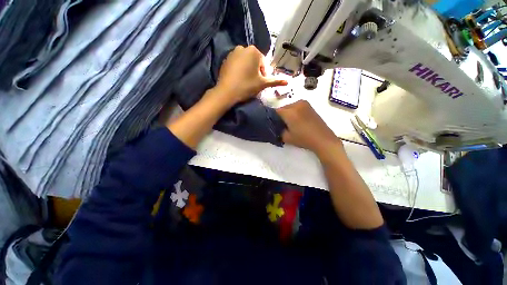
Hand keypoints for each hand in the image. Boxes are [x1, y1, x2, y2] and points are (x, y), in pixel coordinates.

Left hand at [215, 45, 286, 104]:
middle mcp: (242, 48)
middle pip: (254, 60)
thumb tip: (287, 82)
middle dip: (256, 69)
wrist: (225, 92)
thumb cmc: (246, 85)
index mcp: (253, 50)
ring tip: (247, 80)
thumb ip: (275, 81)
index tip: (261, 81)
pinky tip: (238, 78)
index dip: (264, 72)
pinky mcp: (225, 60)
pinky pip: (236, 63)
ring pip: (245, 60)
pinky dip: (239, 68)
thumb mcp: (263, 83)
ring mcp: (232, 53)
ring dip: (248, 68)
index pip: (263, 62)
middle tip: (255, 81)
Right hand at [277, 101, 341, 154]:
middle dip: (281, 116)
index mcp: (289, 112)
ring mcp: (303, 103)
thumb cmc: (305, 139)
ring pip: (290, 107)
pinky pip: (297, 107)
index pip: (275, 111)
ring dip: (288, 113)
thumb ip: (278, 131)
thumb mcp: (287, 138)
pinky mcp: (309, 106)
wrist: (323, 139)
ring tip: (291, 124)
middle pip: (283, 108)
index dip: (272, 118)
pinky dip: (295, 112)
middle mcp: (296, 104)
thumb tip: (275, 127)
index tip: (272, 124)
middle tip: (282, 126)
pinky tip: (298, 121)